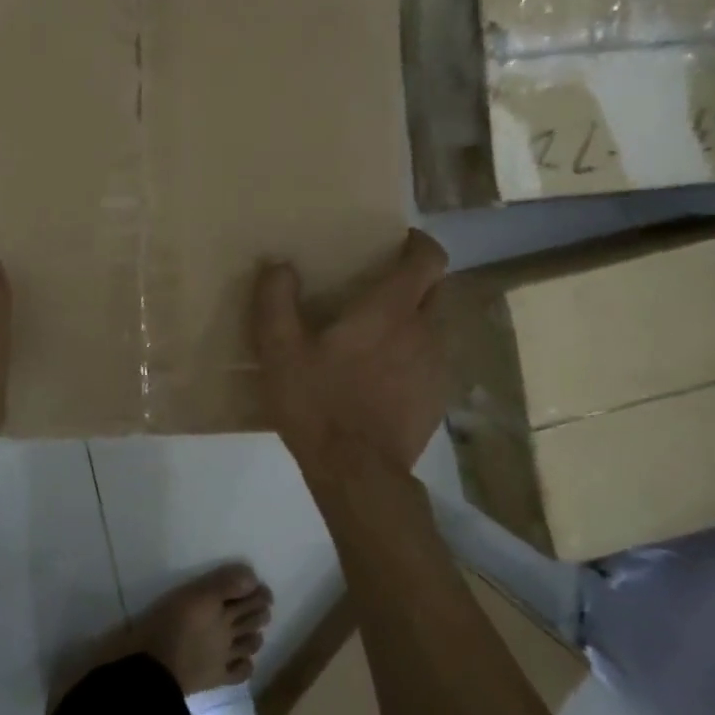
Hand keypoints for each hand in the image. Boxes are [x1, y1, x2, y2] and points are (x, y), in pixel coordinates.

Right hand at [252, 230, 449, 478]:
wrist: (358, 474)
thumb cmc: (319, 404)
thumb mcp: (280, 352)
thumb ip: (275, 302)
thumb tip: (278, 265)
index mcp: (390, 311)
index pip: (428, 260)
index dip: (420, 244)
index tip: (400, 240)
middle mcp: (425, 331)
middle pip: (439, 289)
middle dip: (419, 279)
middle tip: (382, 285)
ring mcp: (437, 367)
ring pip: (437, 326)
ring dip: (417, 319)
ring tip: (380, 331)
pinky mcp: (437, 399)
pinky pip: (432, 361)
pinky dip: (415, 354)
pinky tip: (385, 375)